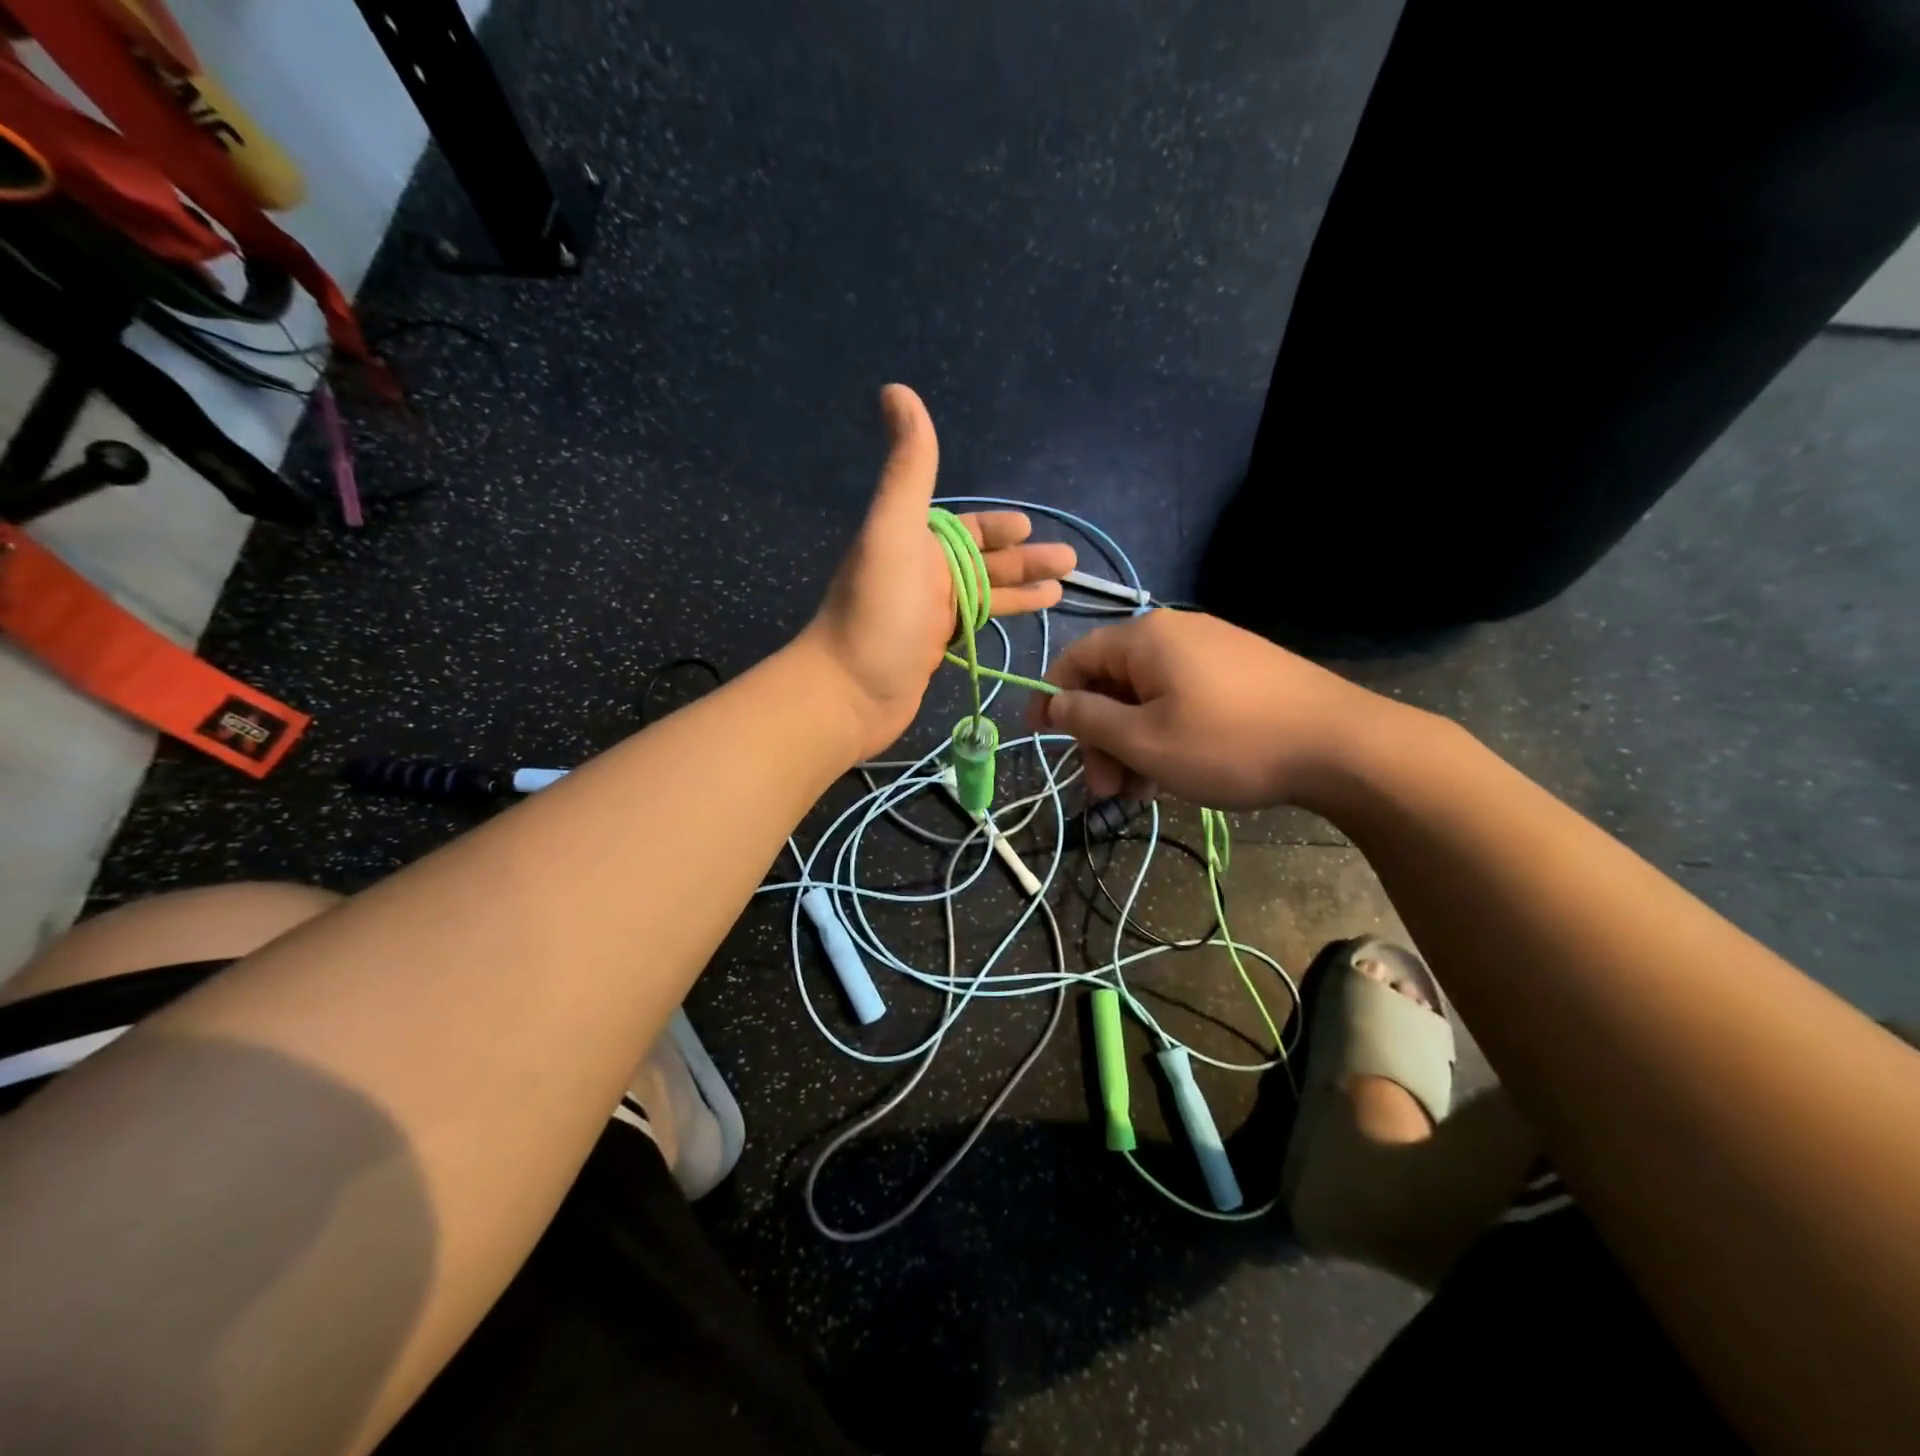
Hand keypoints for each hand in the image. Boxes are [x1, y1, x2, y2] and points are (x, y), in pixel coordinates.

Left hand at [803, 385, 1075, 756]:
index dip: (996, 527)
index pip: (964, 528)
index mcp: (914, 542)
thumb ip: (908, 467)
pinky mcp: (933, 651)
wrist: (849, 692)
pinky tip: (1026, 621)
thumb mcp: (894, 531)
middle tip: (1069, 561)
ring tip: (1063, 590)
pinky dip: (1001, 619)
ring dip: (1021, 589)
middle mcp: (921, 574)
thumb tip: (896, 390)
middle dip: (1022, 559)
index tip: (1028, 527)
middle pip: (981, 561)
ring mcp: (927, 615)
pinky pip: (975, 625)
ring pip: (983, 594)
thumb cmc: (879, 612)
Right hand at [1031, 610, 1405, 811]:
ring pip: (1147, 697)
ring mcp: (1212, 650)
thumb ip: (1089, 720)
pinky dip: (1165, 734)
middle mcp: (1176, 633)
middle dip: (1100, 738)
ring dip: (1132, 745)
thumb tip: (1052, 703)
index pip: (1075, 659)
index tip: (1040, 739)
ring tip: (1143, 793)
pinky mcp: (1240, 672)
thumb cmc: (1229, 744)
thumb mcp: (1145, 741)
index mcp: (1145, 639)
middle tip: (1107, 791)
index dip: (1051, 698)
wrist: (1343, 747)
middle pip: (1112, 683)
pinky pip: (1181, 699)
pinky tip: (1174, 774)